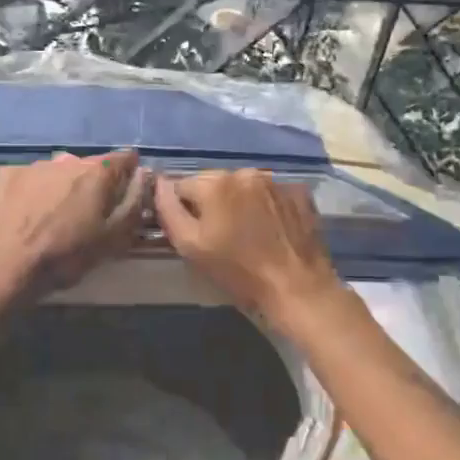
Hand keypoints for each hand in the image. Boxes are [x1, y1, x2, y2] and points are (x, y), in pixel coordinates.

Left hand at [0, 150, 149, 304]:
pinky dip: (35, 190)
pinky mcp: (6, 175)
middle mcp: (67, 159)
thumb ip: (135, 203)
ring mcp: (34, 165)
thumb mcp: (113, 239)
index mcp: (97, 172)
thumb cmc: (65, 257)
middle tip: (89, 215)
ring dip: (64, 186)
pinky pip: (31, 178)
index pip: (125, 159)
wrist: (5, 268)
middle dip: (95, 184)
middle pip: (91, 166)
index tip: (126, 195)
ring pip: (60, 171)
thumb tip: (144, 176)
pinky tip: (28, 213)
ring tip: (56, 216)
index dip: (131, 175)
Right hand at [152, 169, 343, 324]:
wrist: (297, 287)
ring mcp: (275, 180)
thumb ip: (168, 210)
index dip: (183, 211)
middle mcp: (244, 172)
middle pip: (214, 183)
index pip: (182, 187)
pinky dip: (266, 206)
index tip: (195, 234)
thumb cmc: (238, 271)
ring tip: (249, 234)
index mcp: (214, 182)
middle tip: (222, 237)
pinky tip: (271, 230)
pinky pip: (271, 194)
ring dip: (240, 203)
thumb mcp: (191, 247)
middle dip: (213, 204)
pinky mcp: (299, 192)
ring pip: (243, 187)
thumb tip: (159, 183)